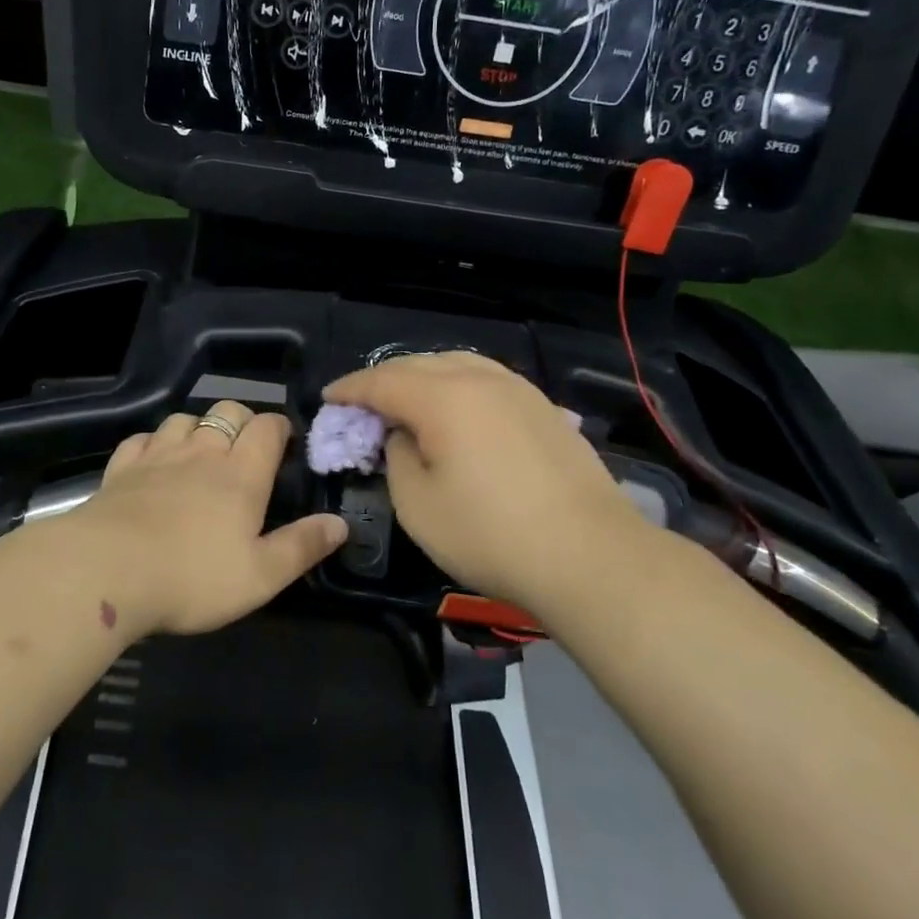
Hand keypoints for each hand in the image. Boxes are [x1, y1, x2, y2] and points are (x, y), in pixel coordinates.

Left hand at [72, 401, 346, 638]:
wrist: (107, 571)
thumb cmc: (193, 577)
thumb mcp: (260, 575)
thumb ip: (302, 547)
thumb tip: (341, 524)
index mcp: (241, 474)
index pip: (267, 427)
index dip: (279, 427)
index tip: (283, 440)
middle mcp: (201, 452)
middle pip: (227, 411)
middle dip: (242, 420)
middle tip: (245, 447)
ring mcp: (157, 456)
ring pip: (183, 418)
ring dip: (198, 427)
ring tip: (201, 450)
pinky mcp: (121, 468)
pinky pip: (141, 438)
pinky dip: (153, 442)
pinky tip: (153, 459)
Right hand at [324, 352, 656, 613]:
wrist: (589, 554)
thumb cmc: (490, 534)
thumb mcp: (418, 505)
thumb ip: (398, 457)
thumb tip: (404, 435)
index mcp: (442, 397)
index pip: (382, 381)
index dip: (350, 388)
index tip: (329, 398)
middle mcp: (479, 379)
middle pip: (419, 364)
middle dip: (384, 379)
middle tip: (363, 402)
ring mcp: (518, 389)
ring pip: (457, 364)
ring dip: (423, 376)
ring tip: (407, 399)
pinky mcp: (544, 408)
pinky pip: (487, 379)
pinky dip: (458, 385)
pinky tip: (458, 407)